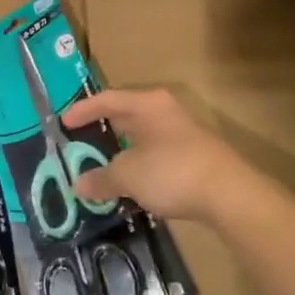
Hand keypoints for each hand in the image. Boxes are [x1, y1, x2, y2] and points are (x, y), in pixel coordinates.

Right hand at [61, 88, 278, 226]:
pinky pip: (156, 154)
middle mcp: (165, 111)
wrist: (231, 195)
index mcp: (147, 104)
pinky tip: (132, 184)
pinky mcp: (194, 156)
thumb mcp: (128, 175)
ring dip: (121, 151)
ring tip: (101, 166)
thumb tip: (79, 185)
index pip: (107, 99)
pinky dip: (139, 165)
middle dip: (102, 130)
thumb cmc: (172, 171)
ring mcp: (183, 133)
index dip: (82, 110)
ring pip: (142, 137)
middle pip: (125, 115)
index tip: (63, 123)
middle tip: (79, 143)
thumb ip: (101, 178)